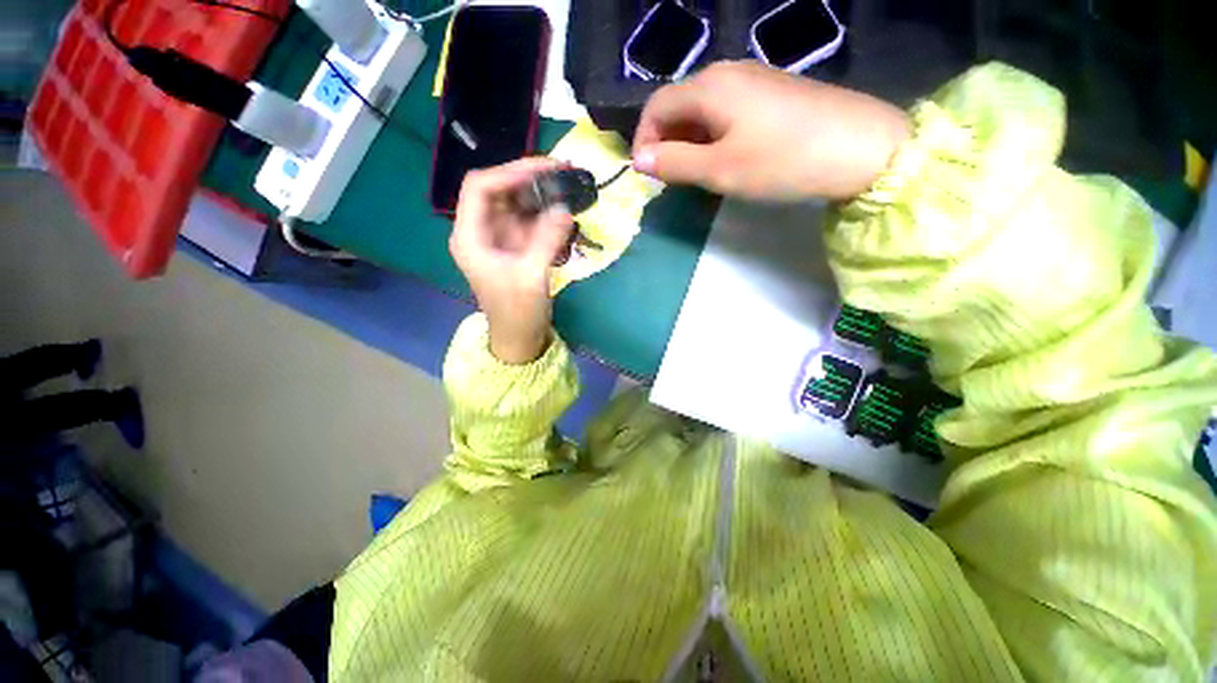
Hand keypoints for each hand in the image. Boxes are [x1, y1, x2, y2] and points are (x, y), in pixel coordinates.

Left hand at [450, 159, 573, 363]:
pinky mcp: (515, 246)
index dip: (508, 172)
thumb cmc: (517, 313)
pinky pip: (528, 219)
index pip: (480, 188)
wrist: (519, 338)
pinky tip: (563, 207)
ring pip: (515, 202)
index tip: (542, 169)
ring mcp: (499, 237)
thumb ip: (547, 240)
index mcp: (470, 237)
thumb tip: (565, 209)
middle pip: (499, 190)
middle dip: (528, 177)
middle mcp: (480, 231)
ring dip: (539, 192)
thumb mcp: (531, 277)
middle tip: (561, 170)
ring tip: (566, 182)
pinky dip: (545, 211)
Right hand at [632, 60, 909, 200]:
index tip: (644, 173)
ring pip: (703, 109)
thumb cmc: (781, 161)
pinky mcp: (772, 93)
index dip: (643, 139)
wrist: (861, 148)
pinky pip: (727, 111)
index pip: (657, 105)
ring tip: (694, 173)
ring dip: (688, 141)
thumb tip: (640, 160)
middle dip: (666, 141)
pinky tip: (724, 156)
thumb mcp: (718, 170)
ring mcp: (753, 79)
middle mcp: (727, 72)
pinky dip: (712, 135)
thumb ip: (674, 163)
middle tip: (670, 178)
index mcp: (709, 87)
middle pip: (679, 104)